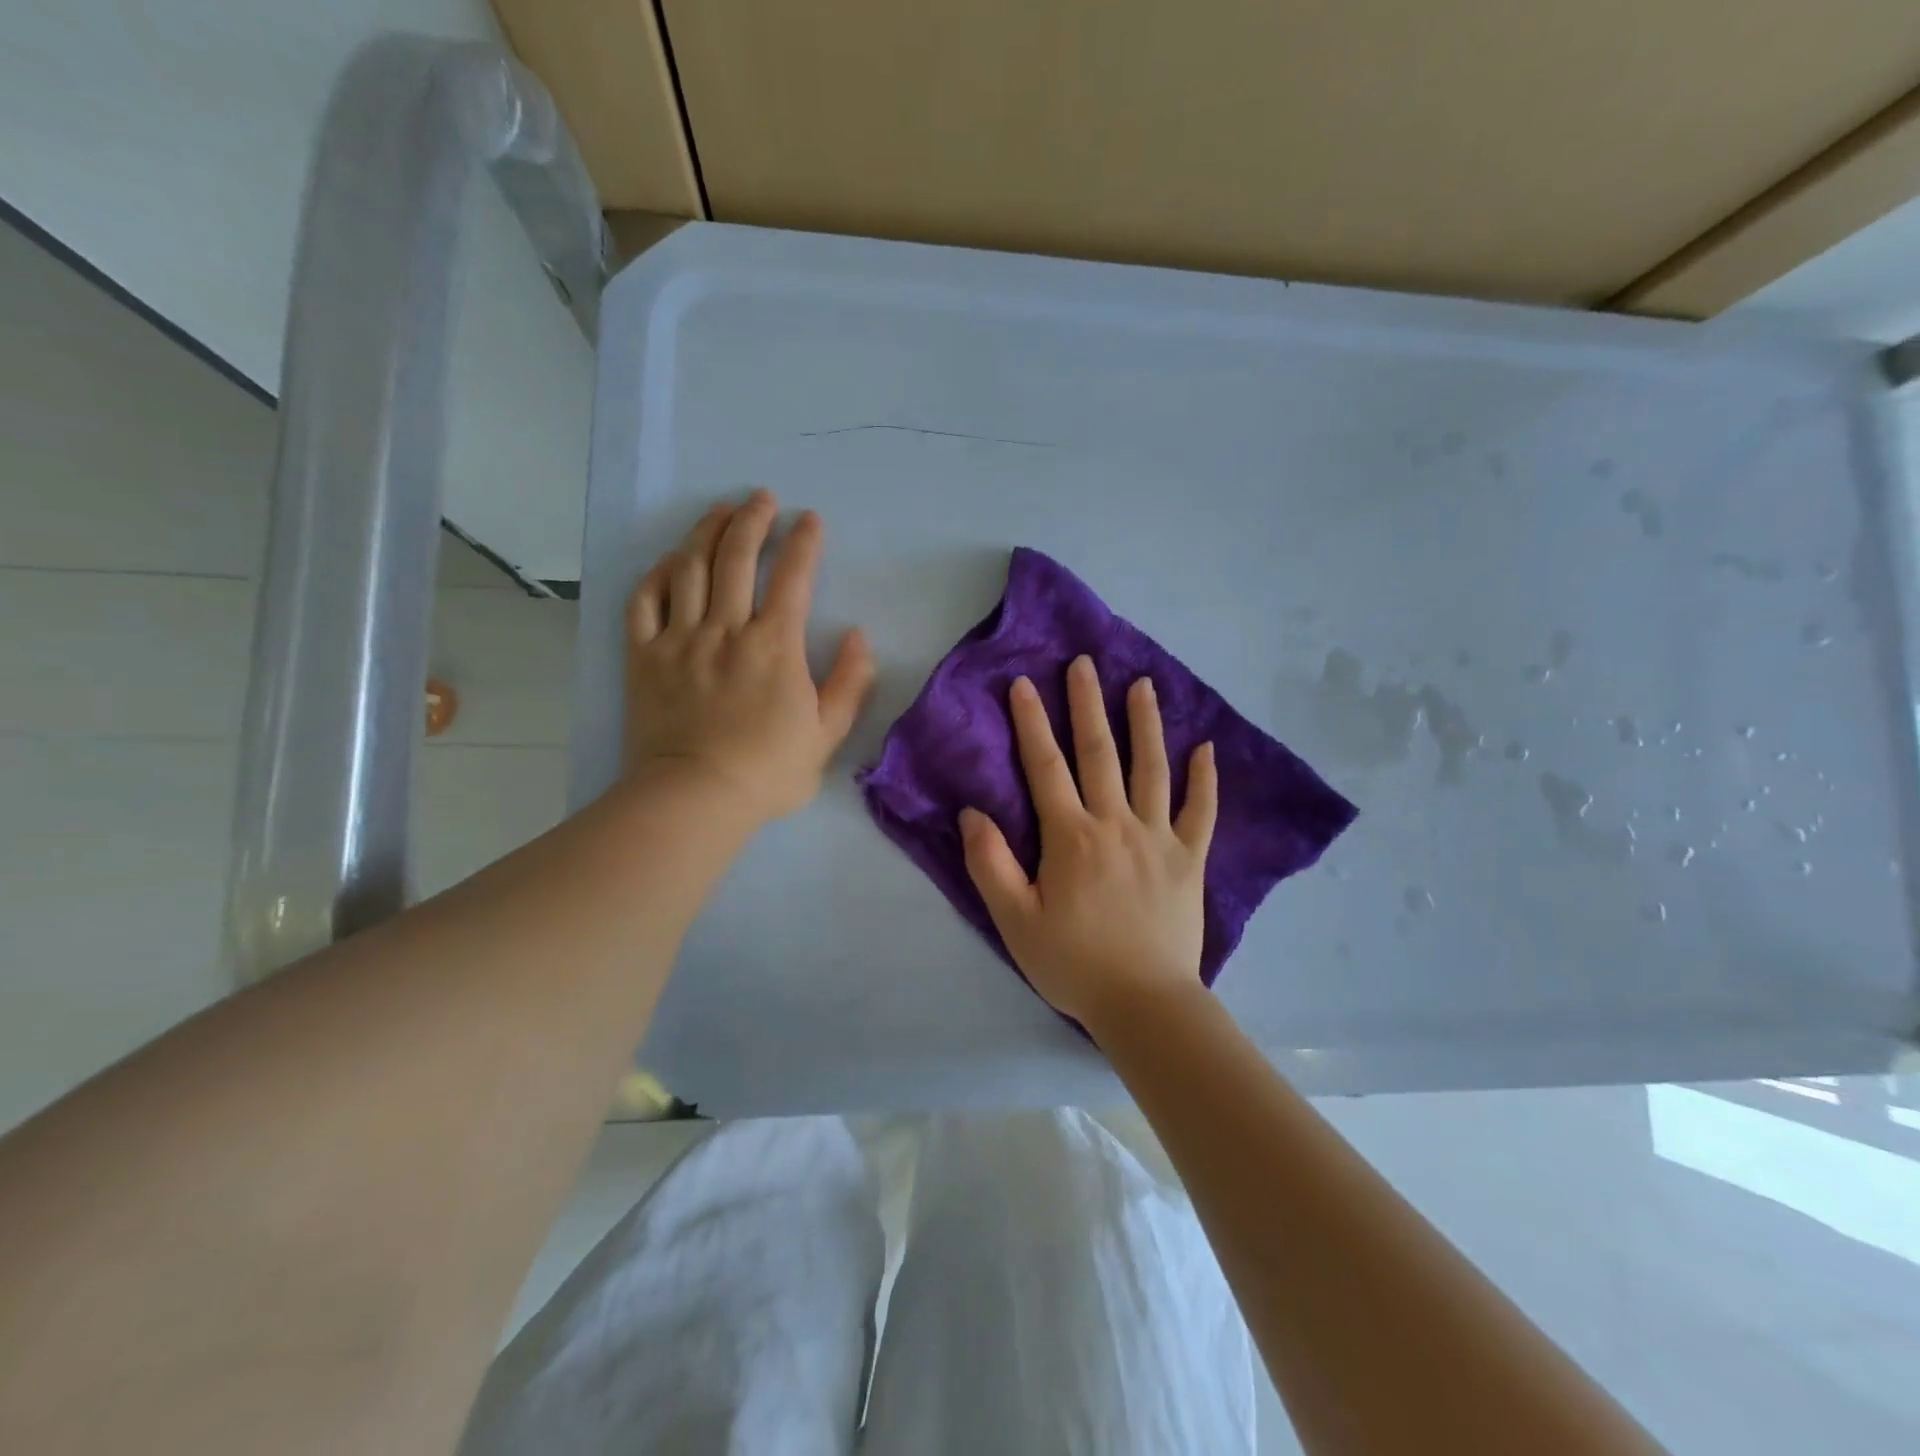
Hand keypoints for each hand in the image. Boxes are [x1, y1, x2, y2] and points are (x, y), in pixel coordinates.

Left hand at [623, 490, 874, 822]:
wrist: (695, 798)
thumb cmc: (768, 771)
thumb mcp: (828, 734)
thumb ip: (850, 682)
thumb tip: (860, 635)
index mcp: (775, 645)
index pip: (793, 577)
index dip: (804, 543)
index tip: (810, 520)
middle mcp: (727, 628)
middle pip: (737, 556)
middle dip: (753, 519)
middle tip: (763, 498)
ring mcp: (680, 639)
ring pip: (690, 567)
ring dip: (707, 531)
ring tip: (720, 510)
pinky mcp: (644, 656)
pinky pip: (644, 600)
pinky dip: (657, 574)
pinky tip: (670, 561)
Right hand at [959, 655, 1217, 1036]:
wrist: (1144, 1004)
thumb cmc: (1073, 963)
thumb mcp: (1015, 920)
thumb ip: (992, 864)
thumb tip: (974, 812)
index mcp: (1071, 836)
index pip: (1046, 766)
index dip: (1032, 722)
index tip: (1025, 683)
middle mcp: (1115, 824)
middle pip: (1099, 753)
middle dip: (1088, 704)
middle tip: (1085, 663)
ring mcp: (1158, 838)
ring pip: (1152, 769)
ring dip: (1146, 724)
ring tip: (1142, 685)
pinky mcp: (1189, 859)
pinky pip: (1200, 812)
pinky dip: (1205, 780)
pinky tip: (1207, 749)